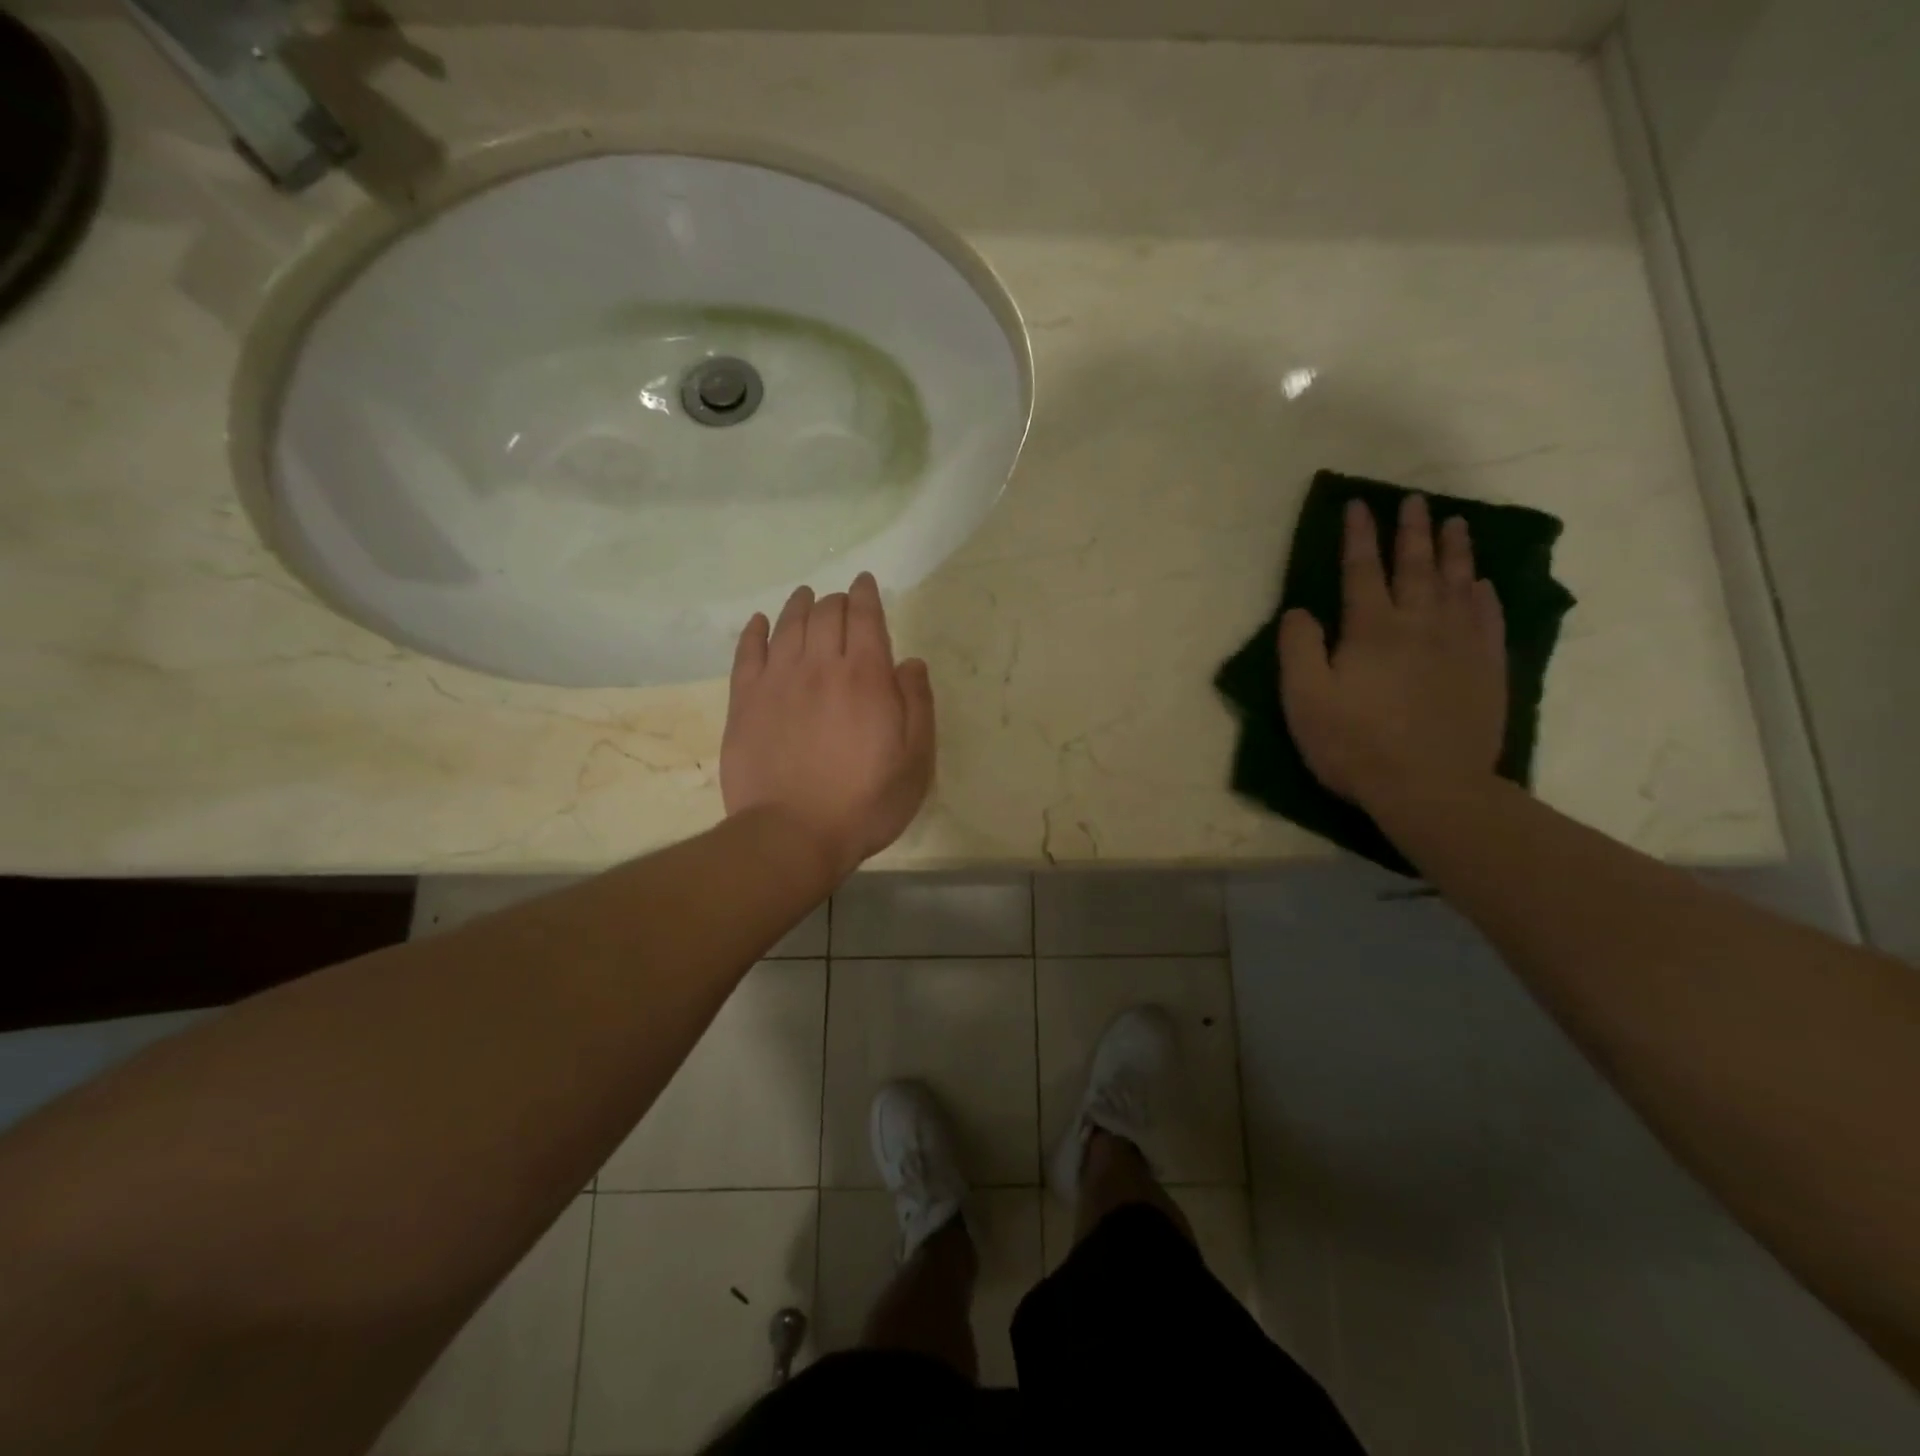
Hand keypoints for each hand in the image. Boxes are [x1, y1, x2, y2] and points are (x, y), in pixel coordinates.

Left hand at [722, 573, 935, 881]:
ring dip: (799, 605)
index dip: (866, 595)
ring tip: (805, 598)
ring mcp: (777, 681)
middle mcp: (820, 666)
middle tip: (840, 602)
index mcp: (866, 677)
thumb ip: (918, 705)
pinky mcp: (744, 701)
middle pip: (825, 614)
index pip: (865, 618)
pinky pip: (747, 652)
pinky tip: (760, 623)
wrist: (793, 834)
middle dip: (836, 600)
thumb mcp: (916, 761)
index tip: (865, 584)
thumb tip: (911, 662)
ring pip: (787, 625)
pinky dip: (755, 631)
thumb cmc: (865, 802)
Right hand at [1278, 494, 1506, 811]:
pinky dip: (1485, 594)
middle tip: (1413, 501)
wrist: (1431, 787)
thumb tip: (1300, 610)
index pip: (1361, 569)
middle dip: (1411, 531)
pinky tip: (1483, 584)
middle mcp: (1419, 624)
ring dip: (1454, 551)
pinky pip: (1488, 618)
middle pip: (1415, 566)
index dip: (1358, 536)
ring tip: (1455, 524)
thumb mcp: (1304, 699)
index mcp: (1371, 629)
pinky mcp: (1486, 669)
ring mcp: (1459, 645)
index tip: (1357, 505)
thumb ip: (1299, 648)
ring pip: (1458, 584)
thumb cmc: (1355, 743)